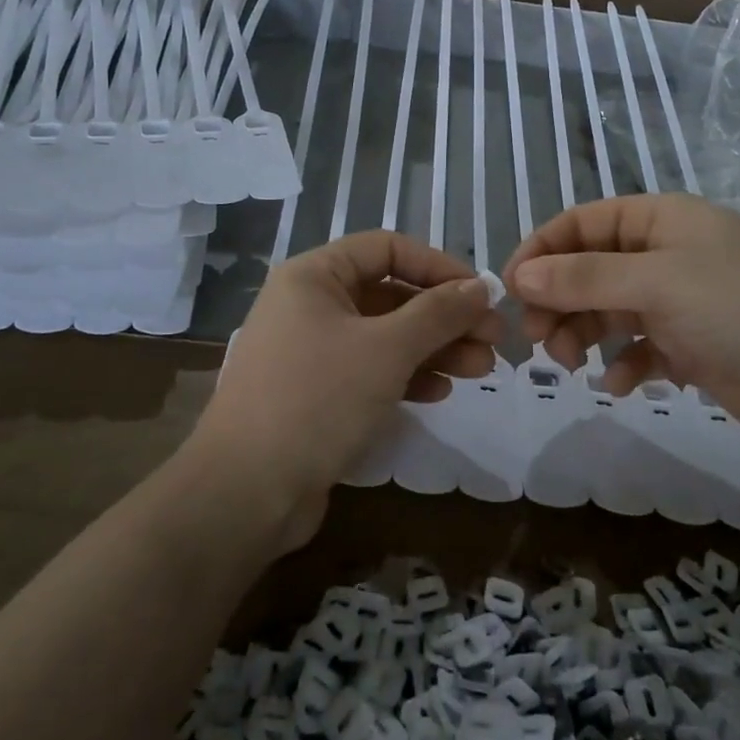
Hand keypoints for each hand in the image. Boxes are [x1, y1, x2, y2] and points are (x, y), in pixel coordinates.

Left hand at [192, 232, 500, 548]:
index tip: (481, 294)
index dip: (438, 266)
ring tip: (481, 370)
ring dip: (434, 348)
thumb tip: (481, 286)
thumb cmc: (318, 399)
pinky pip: (370, 369)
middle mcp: (309, 304)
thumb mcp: (387, 349)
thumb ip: (438, 312)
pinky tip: (440, 392)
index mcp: (314, 276)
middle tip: (492, 340)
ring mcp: (311, 350)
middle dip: (444, 316)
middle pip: (390, 294)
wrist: (247, 491)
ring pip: (384, 335)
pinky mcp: (316, 392)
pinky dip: (406, 375)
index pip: (387, 249)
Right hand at [503, 194, 739, 442]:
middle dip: (558, 300)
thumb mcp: (656, 282)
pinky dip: (624, 363)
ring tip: (572, 362)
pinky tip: (620, 383)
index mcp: (661, 220)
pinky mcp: (694, 345)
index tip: (510, 289)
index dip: (542, 251)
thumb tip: (519, 275)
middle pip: (590, 269)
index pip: (582, 224)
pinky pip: (640, 347)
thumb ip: (583, 278)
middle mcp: (668, 254)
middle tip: (537, 337)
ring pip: (609, 310)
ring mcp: (681, 300)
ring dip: (584, 333)